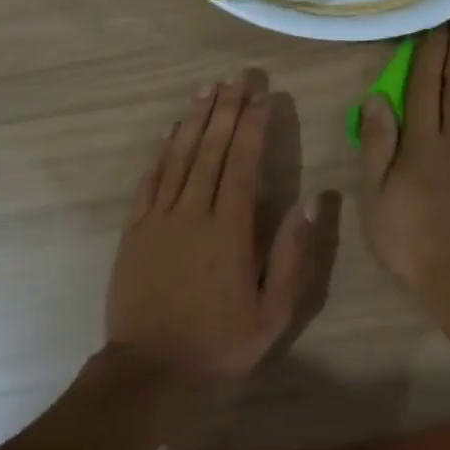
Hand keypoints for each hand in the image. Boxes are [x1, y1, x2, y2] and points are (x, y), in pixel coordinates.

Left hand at [107, 69, 338, 384]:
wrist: (150, 372)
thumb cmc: (220, 344)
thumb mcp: (274, 312)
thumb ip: (295, 254)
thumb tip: (314, 200)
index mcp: (229, 229)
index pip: (242, 162)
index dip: (253, 125)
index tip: (263, 96)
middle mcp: (192, 212)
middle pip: (210, 148)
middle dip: (226, 109)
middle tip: (237, 76)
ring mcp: (158, 219)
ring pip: (179, 156)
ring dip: (194, 120)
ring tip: (207, 89)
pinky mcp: (134, 231)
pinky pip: (149, 180)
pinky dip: (161, 151)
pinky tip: (170, 131)